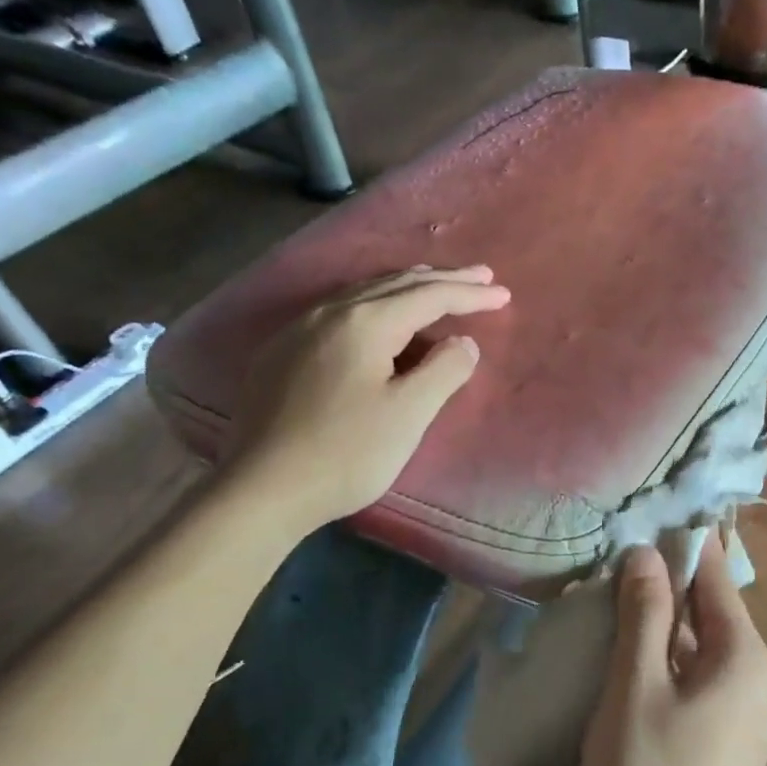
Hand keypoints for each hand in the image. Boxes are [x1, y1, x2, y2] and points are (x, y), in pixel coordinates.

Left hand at [230, 265, 509, 524]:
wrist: (262, 488)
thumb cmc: (346, 453)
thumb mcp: (408, 414)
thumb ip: (443, 371)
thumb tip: (462, 342)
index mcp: (366, 323)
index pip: (429, 296)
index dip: (469, 295)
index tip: (504, 295)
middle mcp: (330, 312)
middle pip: (396, 285)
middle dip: (442, 280)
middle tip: (480, 278)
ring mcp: (299, 330)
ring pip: (364, 294)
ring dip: (406, 288)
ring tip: (434, 285)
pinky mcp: (281, 353)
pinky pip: (340, 312)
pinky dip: (374, 305)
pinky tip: (377, 318)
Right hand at [579, 534, 766, 765]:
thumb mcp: (635, 686)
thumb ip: (645, 614)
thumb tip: (648, 554)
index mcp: (745, 656)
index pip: (716, 576)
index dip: (682, 545)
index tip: (644, 520)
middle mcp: (758, 679)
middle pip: (712, 612)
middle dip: (666, 586)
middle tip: (615, 562)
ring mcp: (747, 717)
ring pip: (702, 650)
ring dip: (662, 627)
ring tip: (613, 604)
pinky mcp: (729, 747)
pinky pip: (699, 684)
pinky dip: (668, 664)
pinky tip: (629, 664)